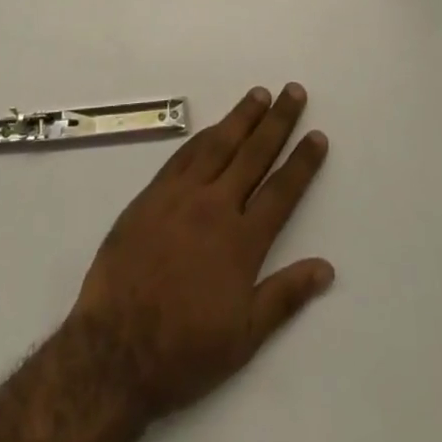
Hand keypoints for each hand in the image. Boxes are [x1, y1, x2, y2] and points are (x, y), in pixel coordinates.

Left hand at [67, 84, 332, 419]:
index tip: (317, 135)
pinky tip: (214, 127)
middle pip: (253, 154)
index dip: (302, 162)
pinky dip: (203, 136)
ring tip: (259, 94)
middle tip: (293, 91)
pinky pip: (183, 156)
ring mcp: (180, 196)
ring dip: (241, 117)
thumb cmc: (184, 350)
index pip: (281, 191)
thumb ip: (285, 296)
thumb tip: (327, 268)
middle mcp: (215, 208)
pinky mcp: (151, 195)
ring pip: (218, 145)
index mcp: (242, 243)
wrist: (115, 349)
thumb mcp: (244, 337)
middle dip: (277, 122)